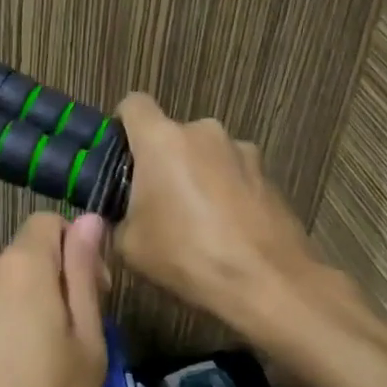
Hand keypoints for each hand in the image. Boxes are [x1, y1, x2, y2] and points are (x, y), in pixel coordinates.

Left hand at [0, 213, 109, 386]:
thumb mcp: (84, 346)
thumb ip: (83, 275)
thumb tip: (89, 220)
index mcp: (18, 267)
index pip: (48, 223)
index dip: (78, 250)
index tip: (95, 299)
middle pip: (26, 259)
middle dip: (55, 286)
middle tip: (74, 348)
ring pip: (4, 291)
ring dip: (28, 313)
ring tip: (42, 374)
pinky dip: (1, 334)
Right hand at [112, 93, 321, 329]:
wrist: (267, 282)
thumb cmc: (187, 256)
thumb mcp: (129, 245)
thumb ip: (117, 216)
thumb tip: (122, 213)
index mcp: (163, 140)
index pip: (134, 103)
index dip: (122, 125)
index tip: (120, 158)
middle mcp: (204, 132)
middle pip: (171, 135)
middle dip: (161, 162)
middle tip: (156, 204)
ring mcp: (242, 150)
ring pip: (205, 154)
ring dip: (196, 176)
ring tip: (198, 222)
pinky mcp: (268, 173)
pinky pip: (233, 174)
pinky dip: (225, 192)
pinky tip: (228, 230)